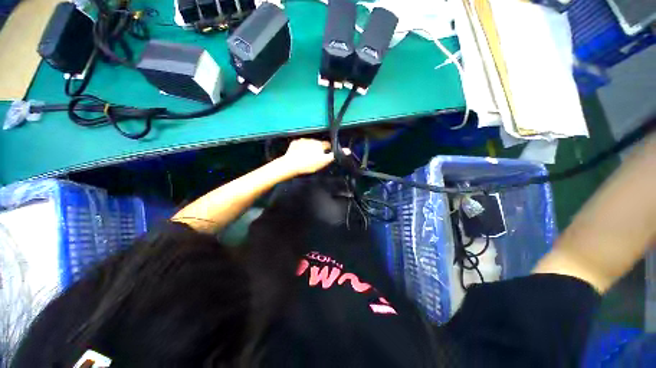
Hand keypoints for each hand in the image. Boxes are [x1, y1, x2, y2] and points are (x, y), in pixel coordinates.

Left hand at [279, 139, 350, 175]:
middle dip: (318, 150)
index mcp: (320, 144)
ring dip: (309, 148)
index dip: (328, 150)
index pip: (328, 145)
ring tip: (306, 158)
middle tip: (316, 159)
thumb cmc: (309, 164)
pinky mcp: (294, 143)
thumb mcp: (324, 161)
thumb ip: (335, 155)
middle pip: (318, 144)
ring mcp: (302, 140)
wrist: (291, 164)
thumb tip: (348, 150)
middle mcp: (312, 139)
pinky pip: (300, 145)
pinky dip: (301, 148)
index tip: (326, 156)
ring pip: (309, 144)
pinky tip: (299, 155)